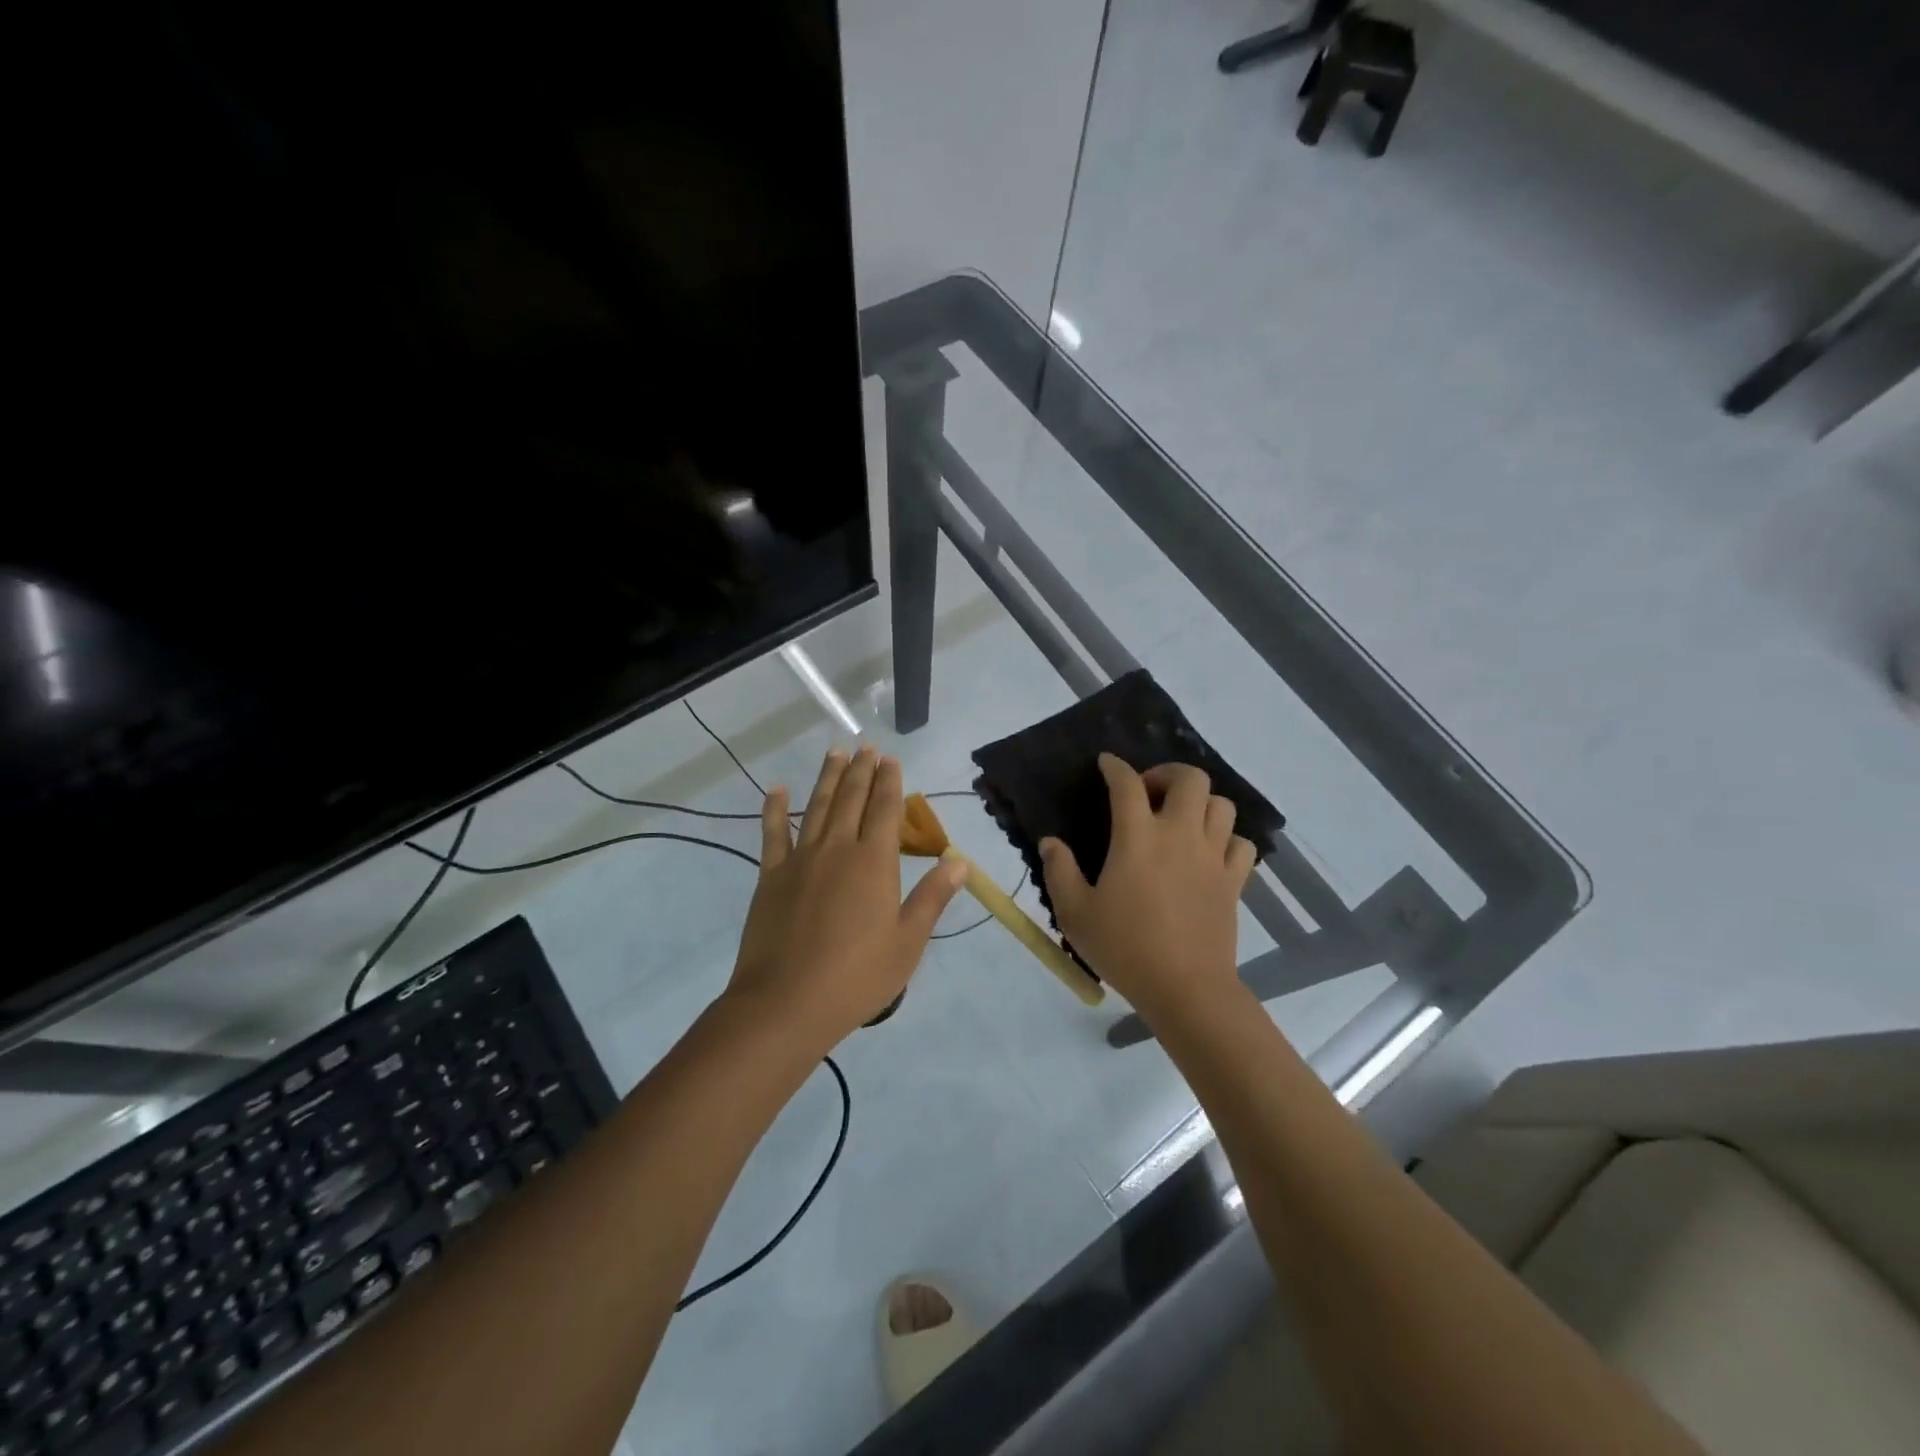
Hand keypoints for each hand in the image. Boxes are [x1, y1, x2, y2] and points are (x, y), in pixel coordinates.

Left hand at [726, 745, 967, 1051]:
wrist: (786, 1003)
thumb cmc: (857, 977)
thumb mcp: (907, 942)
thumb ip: (931, 898)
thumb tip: (959, 862)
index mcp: (874, 862)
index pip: (884, 809)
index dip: (889, 782)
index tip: (890, 759)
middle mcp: (837, 849)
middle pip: (851, 799)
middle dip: (861, 770)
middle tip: (866, 746)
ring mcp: (800, 859)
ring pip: (817, 806)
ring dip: (827, 777)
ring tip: (835, 752)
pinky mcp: (771, 876)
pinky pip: (773, 833)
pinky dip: (774, 808)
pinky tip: (776, 789)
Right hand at [1039, 754, 1254, 1019]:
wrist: (1185, 988)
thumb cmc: (1125, 948)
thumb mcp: (1075, 913)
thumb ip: (1060, 871)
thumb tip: (1051, 842)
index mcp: (1137, 838)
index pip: (1127, 784)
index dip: (1115, 767)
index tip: (1107, 764)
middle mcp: (1179, 835)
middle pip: (1190, 779)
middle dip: (1168, 774)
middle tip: (1149, 793)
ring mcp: (1212, 856)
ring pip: (1221, 805)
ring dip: (1199, 802)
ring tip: (1180, 819)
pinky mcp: (1233, 881)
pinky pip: (1241, 843)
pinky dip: (1227, 838)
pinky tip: (1209, 852)